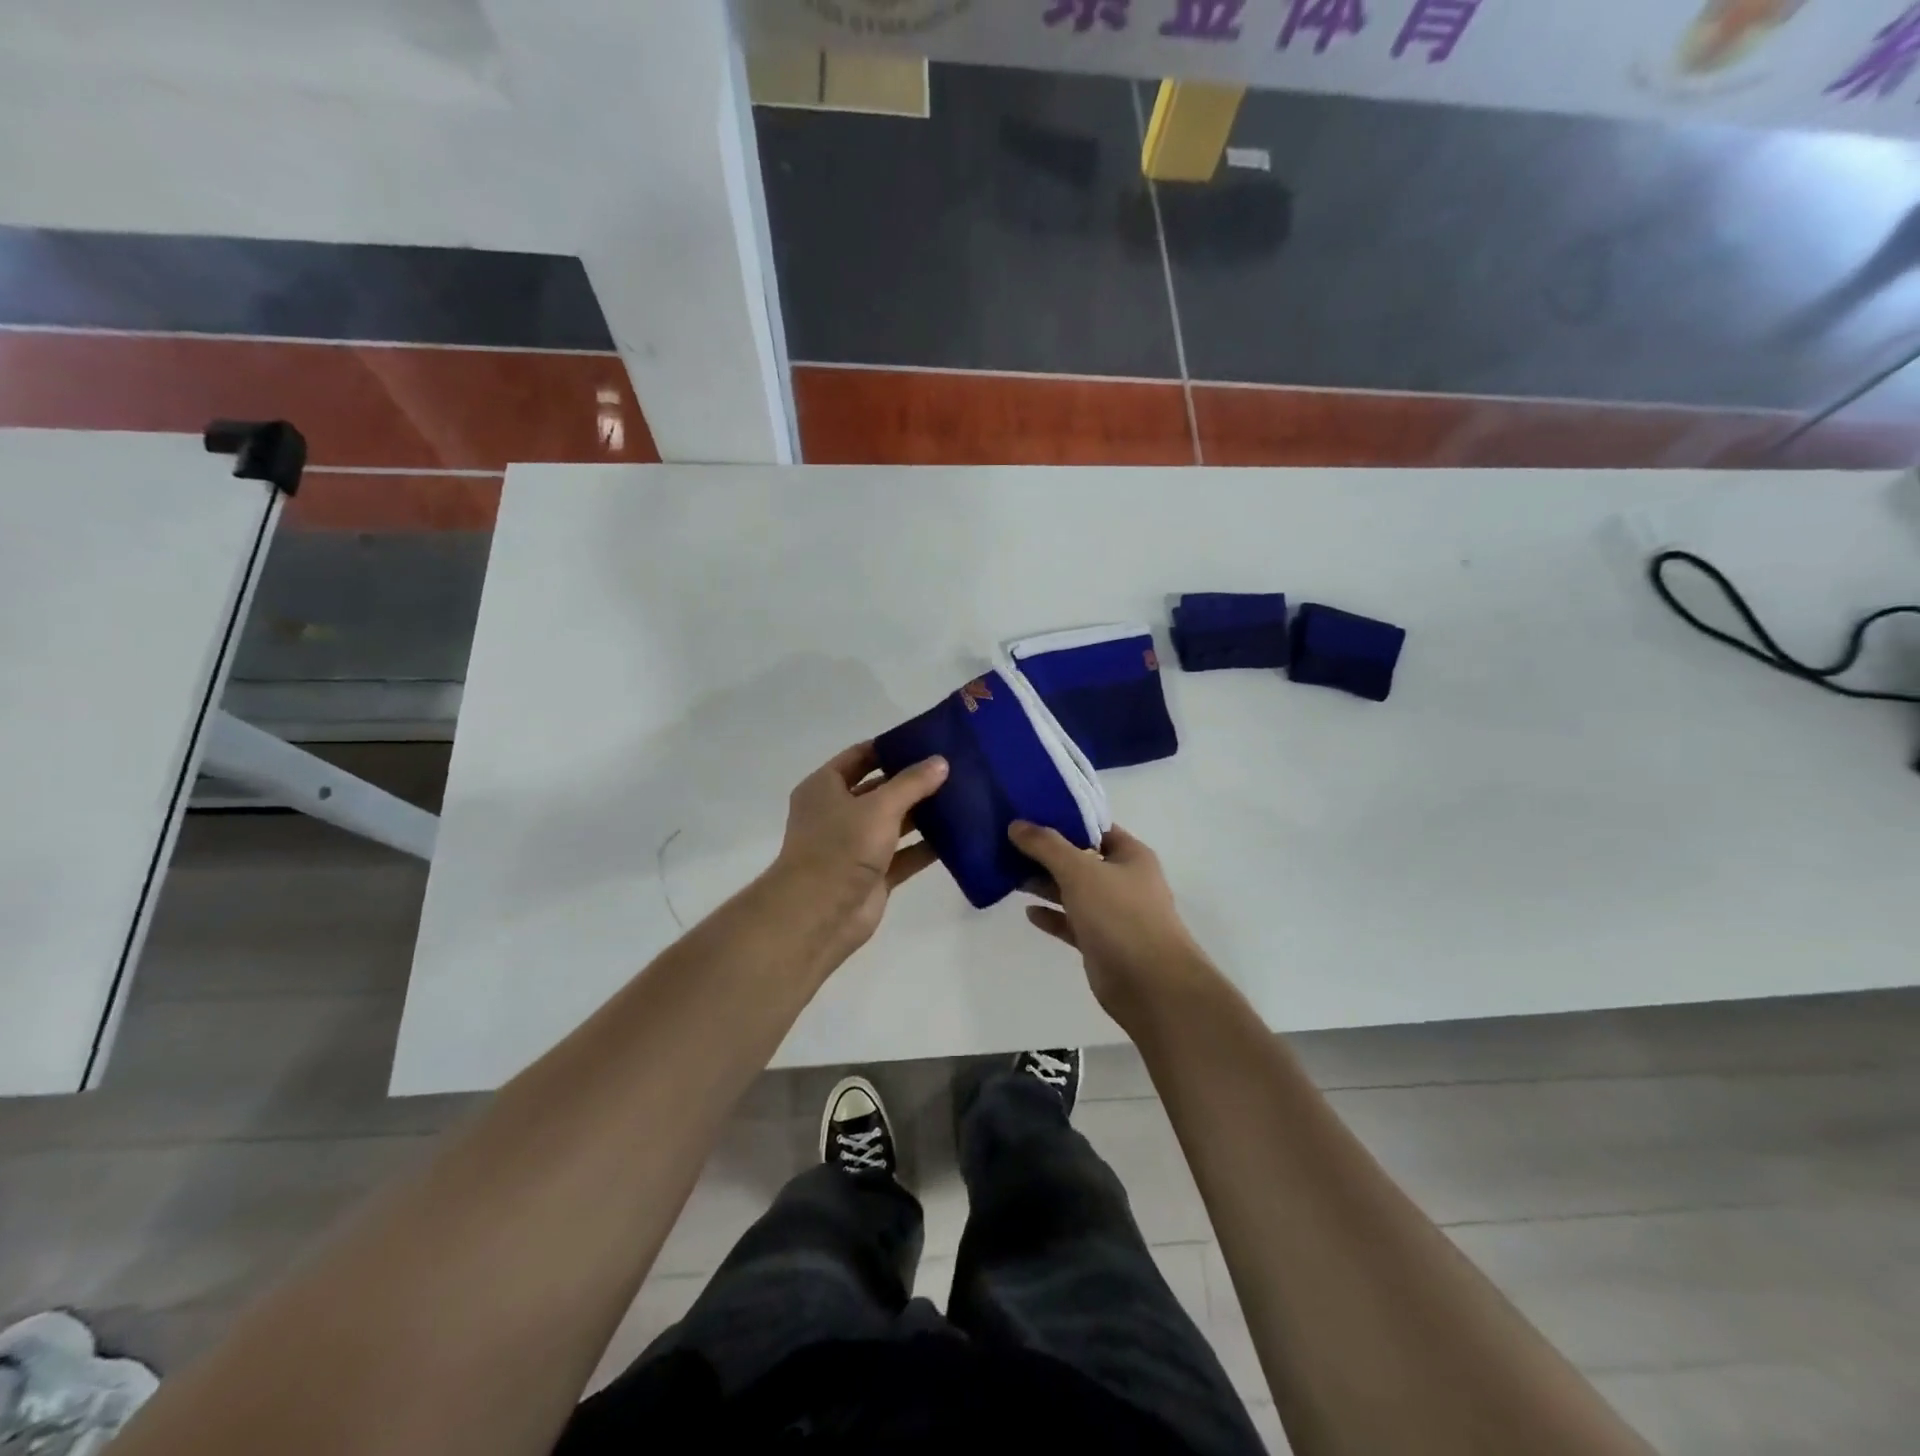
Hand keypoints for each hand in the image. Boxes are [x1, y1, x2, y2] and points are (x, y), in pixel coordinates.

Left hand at [771, 741, 948, 963]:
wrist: (820, 914)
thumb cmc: (841, 847)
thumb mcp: (879, 806)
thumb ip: (912, 783)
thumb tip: (941, 762)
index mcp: (824, 788)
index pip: (860, 757)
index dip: (890, 747)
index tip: (926, 740)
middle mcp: (837, 813)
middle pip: (880, 790)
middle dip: (912, 781)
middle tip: (953, 768)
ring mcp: (855, 846)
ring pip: (894, 823)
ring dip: (923, 814)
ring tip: (962, 797)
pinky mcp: (874, 875)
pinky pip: (905, 855)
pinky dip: (926, 847)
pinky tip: (958, 836)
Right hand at [1010, 820, 1213, 1026]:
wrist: (1149, 984)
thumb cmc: (1119, 914)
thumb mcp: (1080, 871)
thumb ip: (1046, 846)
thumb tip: (1016, 824)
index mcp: (1130, 856)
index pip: (1095, 828)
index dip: (1064, 820)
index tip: (1029, 815)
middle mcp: (1124, 881)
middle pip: (1081, 859)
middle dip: (1048, 853)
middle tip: (1010, 844)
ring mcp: (1113, 913)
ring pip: (1074, 891)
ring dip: (1046, 884)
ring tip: (1010, 874)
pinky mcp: (1100, 942)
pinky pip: (1071, 922)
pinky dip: (1052, 916)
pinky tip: (1028, 911)